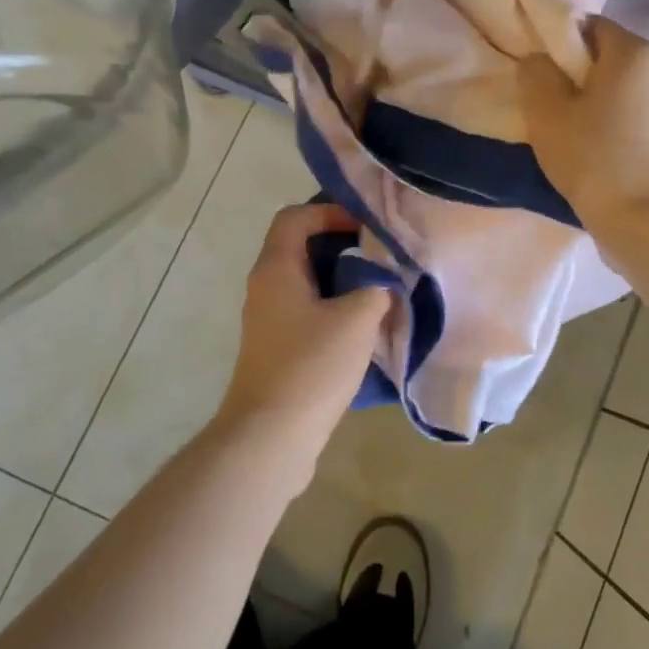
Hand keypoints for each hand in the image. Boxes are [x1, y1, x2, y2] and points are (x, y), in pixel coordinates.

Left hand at [214, 202, 390, 483]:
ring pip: (306, 282)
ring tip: (379, 288)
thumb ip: (376, 289)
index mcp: (276, 268)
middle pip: (301, 247)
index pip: (295, 217)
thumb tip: (383, 284)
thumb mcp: (356, 319)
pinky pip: (306, 311)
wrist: (271, 436)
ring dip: (341, 280)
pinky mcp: (277, 348)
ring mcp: (268, 320)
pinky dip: (333, 308)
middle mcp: (265, 287)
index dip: (329, 211)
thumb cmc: (311, 366)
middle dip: (341, 246)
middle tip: (379, 255)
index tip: (364, 227)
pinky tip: (364, 326)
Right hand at [518, 16, 648, 229]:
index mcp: (631, 51)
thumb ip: (534, 72)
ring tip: (556, 129)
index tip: (531, 67)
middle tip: (537, 100)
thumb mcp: (546, 109)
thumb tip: (537, 60)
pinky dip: (598, 124)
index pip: (586, 24)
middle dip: (566, 73)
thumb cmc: (594, 155)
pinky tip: (581, 149)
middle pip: (599, 57)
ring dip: (580, 102)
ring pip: (608, 89)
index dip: (554, 39)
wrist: (647, 220)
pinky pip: (620, 115)